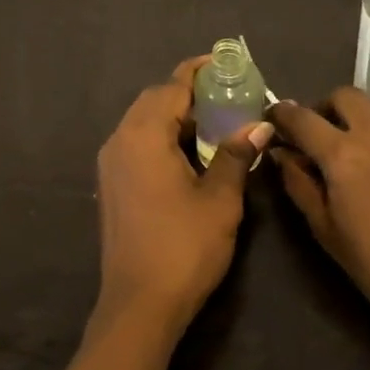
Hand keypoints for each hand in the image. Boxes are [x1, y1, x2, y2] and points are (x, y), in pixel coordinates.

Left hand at [93, 57, 272, 342]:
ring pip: (142, 121)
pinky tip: (186, 155)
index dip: (198, 71)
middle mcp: (120, 139)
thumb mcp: (220, 200)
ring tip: (212, 124)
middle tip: (226, 97)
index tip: (224, 64)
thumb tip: (259, 125)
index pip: (172, 86)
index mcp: (144, 134)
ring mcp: (110, 163)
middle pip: (154, 99)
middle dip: (187, 93)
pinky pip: (135, 142)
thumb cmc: (184, 247)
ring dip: (174, 116)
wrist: (138, 305)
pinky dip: (160, 137)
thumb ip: (236, 155)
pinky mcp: (110, 184)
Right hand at [272, 88, 369, 357]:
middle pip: (345, 96)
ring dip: (367, 134)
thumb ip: (299, 184)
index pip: (301, 118)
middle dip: (328, 108)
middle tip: (325, 135)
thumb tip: (283, 154)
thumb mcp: (327, 232)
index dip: (282, 114)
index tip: (275, 117)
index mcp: (342, 154)